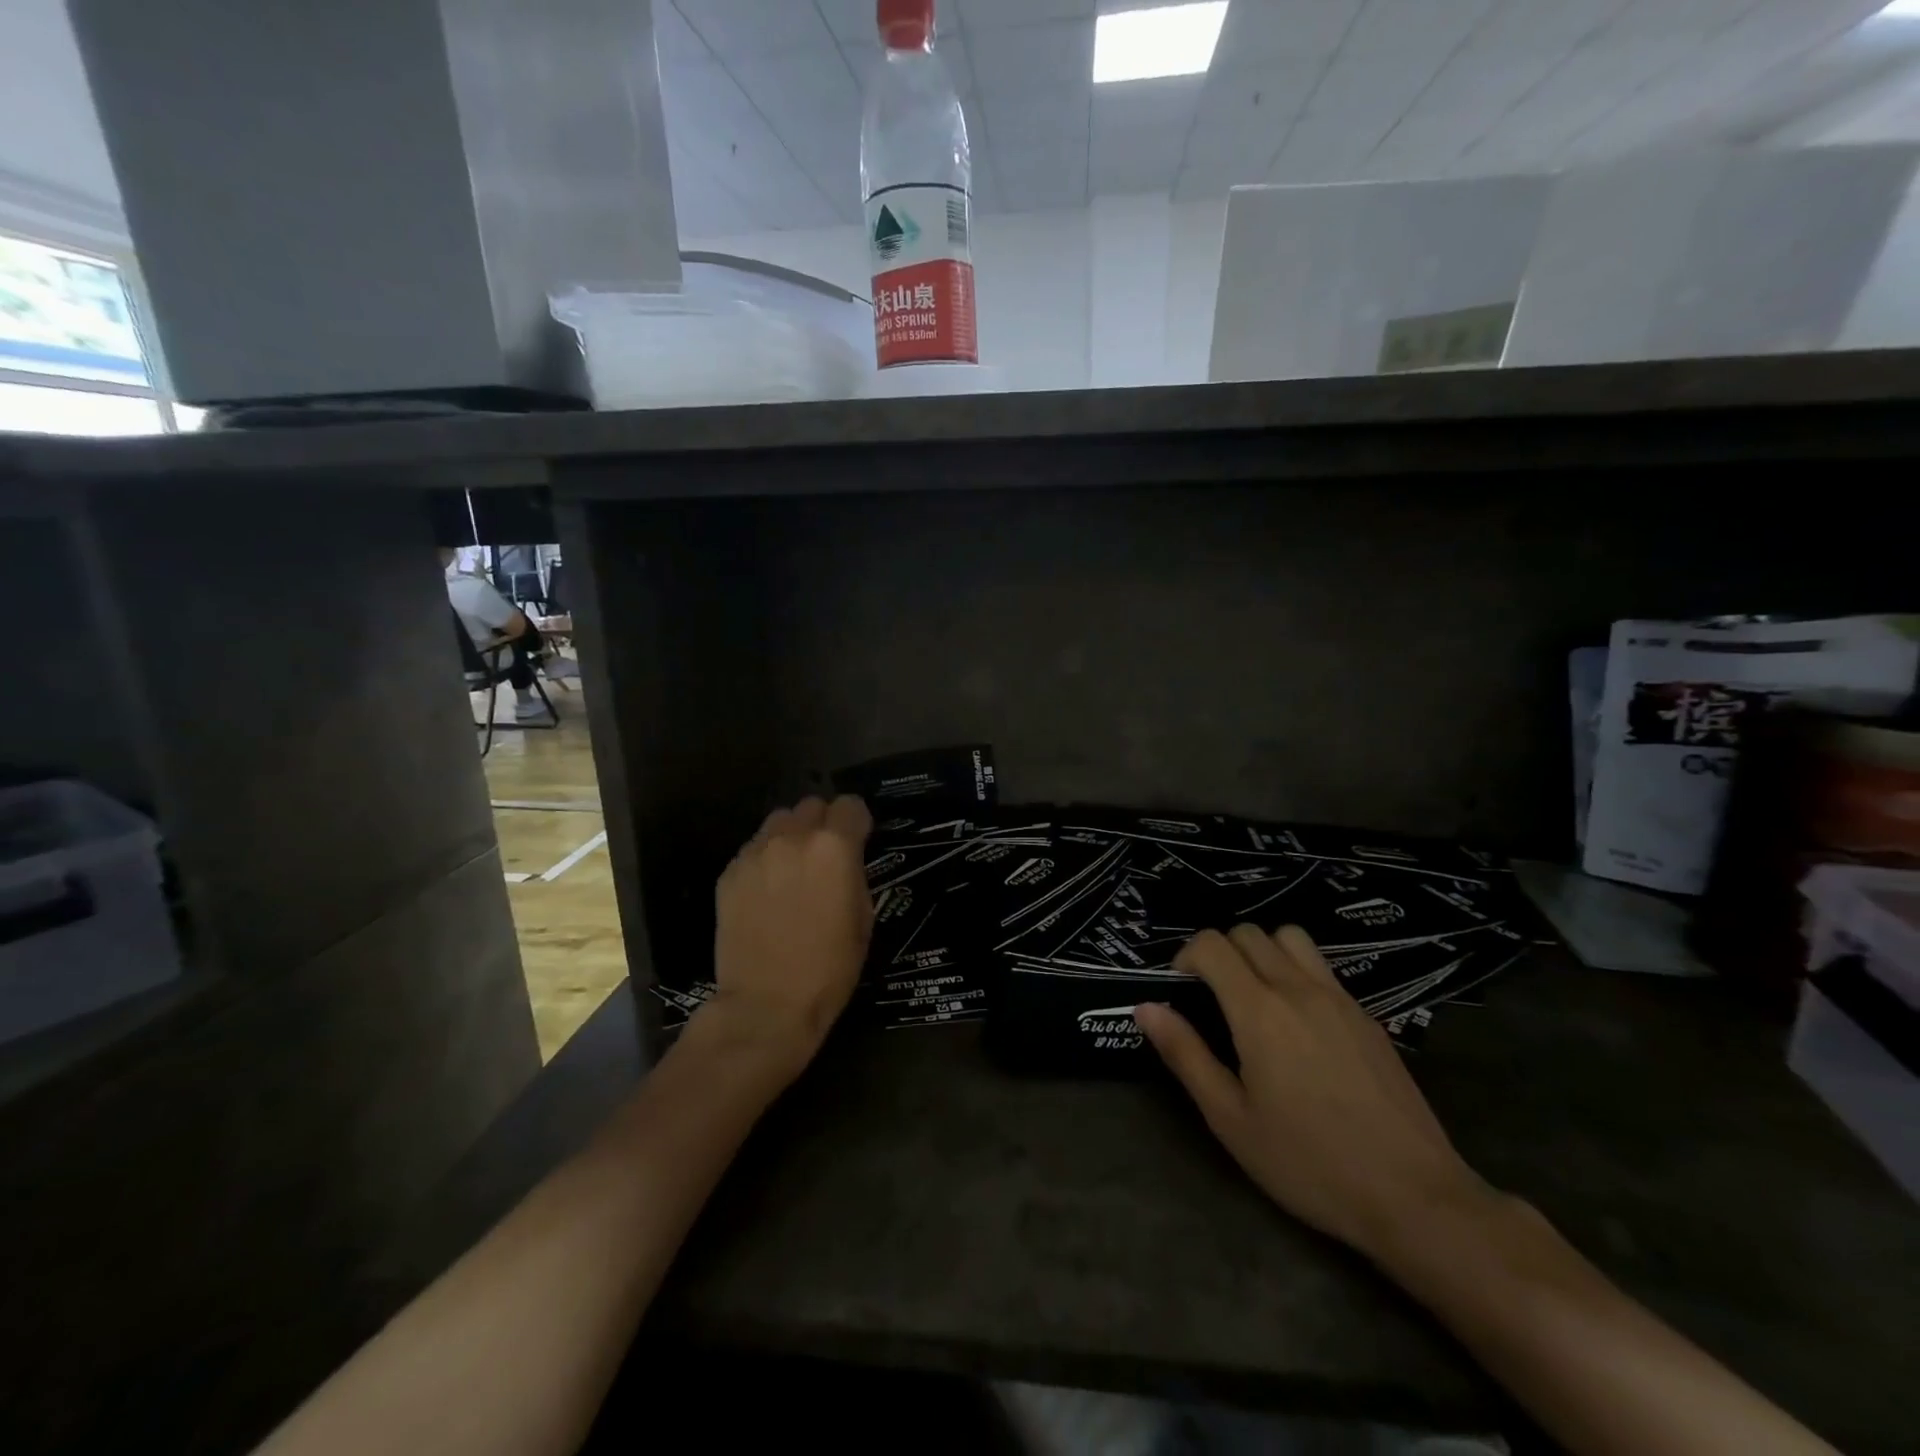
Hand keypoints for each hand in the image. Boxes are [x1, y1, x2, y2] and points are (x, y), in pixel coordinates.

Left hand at [707, 795, 874, 1067]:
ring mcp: (756, 853)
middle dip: (823, 823)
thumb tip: (846, 862)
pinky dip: (765, 859)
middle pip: (811, 805)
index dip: (857, 822)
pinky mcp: (730, 873)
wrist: (767, 1004)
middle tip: (825, 856)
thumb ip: (855, 875)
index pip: (850, 804)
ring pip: (778, 821)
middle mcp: (793, 838)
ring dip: (791, 835)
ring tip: (793, 868)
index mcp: (834, 848)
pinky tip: (767, 892)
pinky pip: (753, 849)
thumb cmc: (829, 969)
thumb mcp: (864, 920)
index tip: (859, 840)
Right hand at [1135, 925, 1497, 1264]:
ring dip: (1262, 952)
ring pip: (1290, 938)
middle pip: (1248, 933)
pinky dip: (1296, 973)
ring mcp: (1339, 998)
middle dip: (1220, 952)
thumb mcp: (1230, 1119)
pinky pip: (1322, 968)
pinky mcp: (1367, 1016)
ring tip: (1256, 998)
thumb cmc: (1309, 1163)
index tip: (1181, 992)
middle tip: (1213, 997)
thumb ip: (1185, 1054)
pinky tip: (1299, 1025)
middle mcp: (1297, 988)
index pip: (1212, 944)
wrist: (1414, 1197)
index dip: (1186, 957)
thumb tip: (1145, 1007)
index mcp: (1259, 1010)